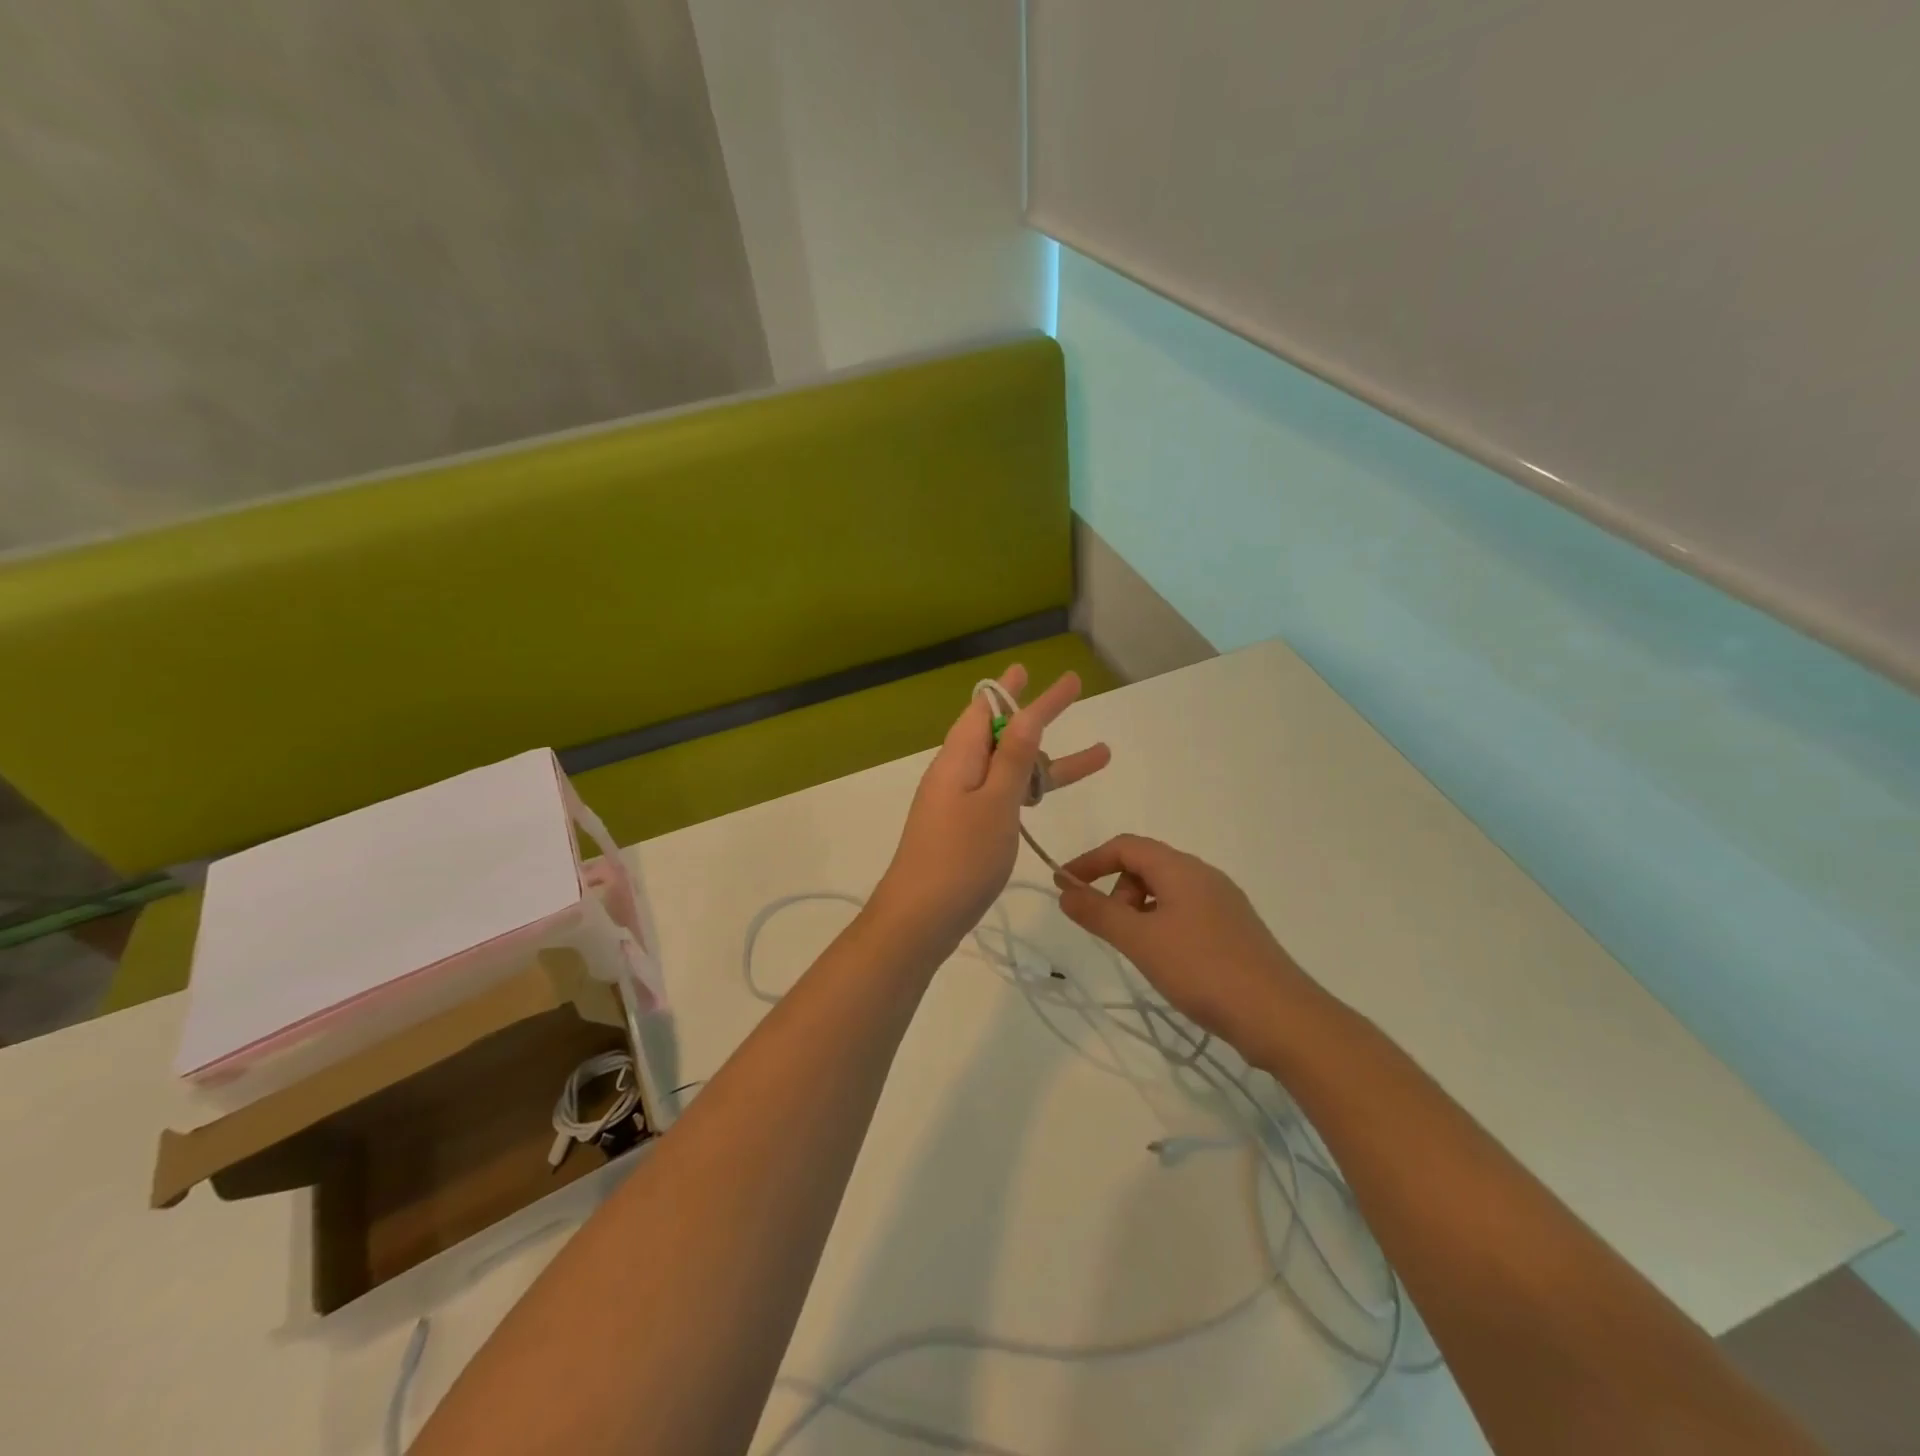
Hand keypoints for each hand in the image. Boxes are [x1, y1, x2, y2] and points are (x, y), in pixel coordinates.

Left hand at [873, 665, 1110, 954]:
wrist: (919, 918)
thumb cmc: (960, 857)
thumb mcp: (995, 802)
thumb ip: (1012, 757)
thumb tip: (1024, 712)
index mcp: (959, 758)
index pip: (990, 708)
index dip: (1017, 689)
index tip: (1042, 671)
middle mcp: (957, 772)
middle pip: (1001, 733)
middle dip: (1040, 716)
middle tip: (1072, 693)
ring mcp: (959, 801)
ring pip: (1008, 768)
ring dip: (1047, 761)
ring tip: (1099, 756)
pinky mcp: (965, 827)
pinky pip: (1001, 794)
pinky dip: (1027, 789)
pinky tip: (1045, 795)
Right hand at [1054, 835, 1318, 1053]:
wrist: (1280, 1017)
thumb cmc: (1203, 969)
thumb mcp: (1141, 941)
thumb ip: (1099, 913)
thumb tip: (1065, 892)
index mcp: (1181, 868)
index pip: (1126, 846)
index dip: (1090, 861)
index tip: (1063, 886)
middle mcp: (1204, 876)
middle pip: (1146, 866)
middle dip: (1116, 890)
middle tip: (1110, 930)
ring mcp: (1223, 903)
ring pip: (1166, 892)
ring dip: (1139, 911)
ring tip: (1137, 950)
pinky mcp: (1234, 930)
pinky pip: (1185, 912)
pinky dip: (1161, 925)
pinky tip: (1166, 960)